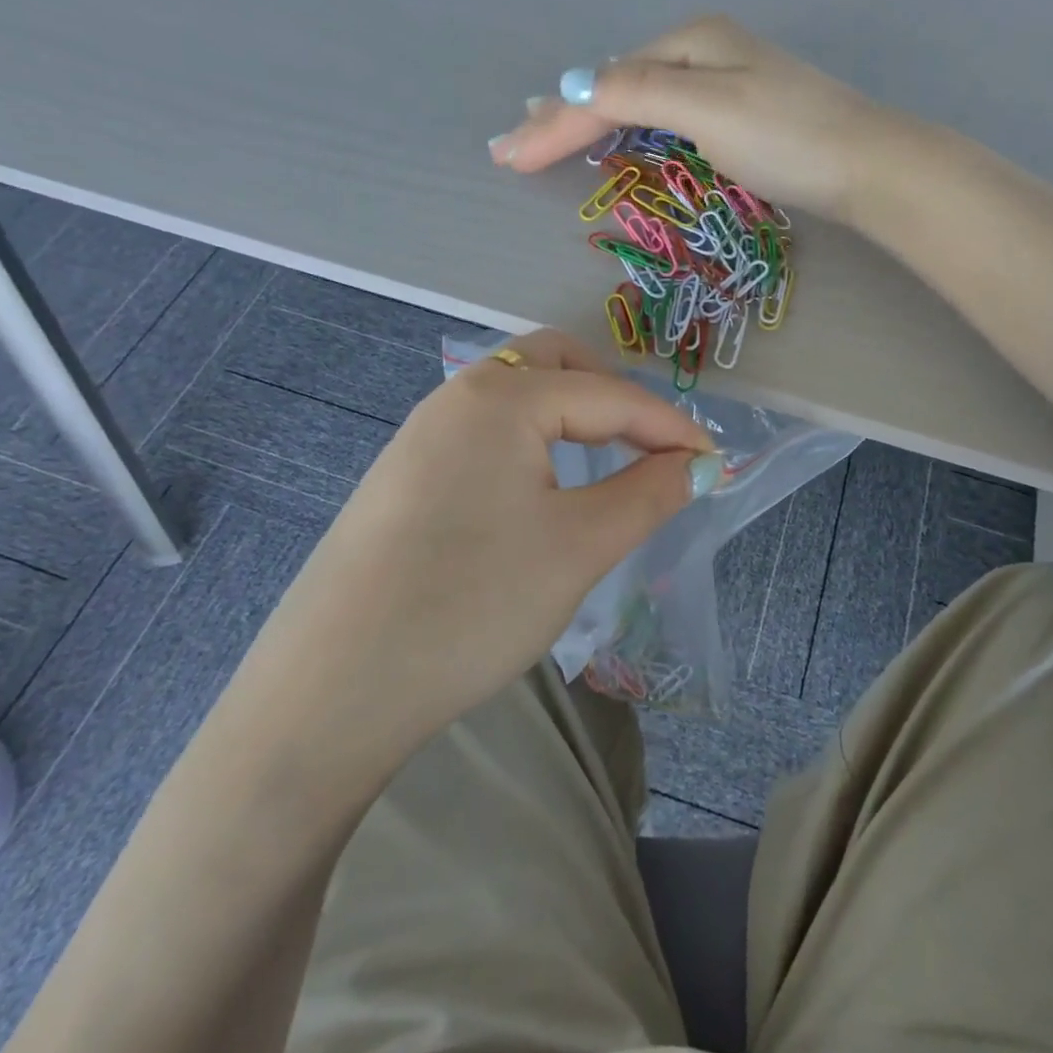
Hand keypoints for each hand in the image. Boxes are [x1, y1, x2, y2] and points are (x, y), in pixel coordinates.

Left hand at [269, 330, 719, 750]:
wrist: (336, 687)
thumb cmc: (474, 603)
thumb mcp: (581, 546)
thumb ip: (650, 492)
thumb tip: (698, 465)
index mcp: (501, 396)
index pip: (609, 394)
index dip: (671, 427)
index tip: (716, 462)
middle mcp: (457, 395)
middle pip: (556, 364)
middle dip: (615, 395)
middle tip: (653, 445)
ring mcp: (422, 433)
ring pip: (517, 396)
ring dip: (572, 415)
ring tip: (608, 461)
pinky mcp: (404, 474)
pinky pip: (486, 432)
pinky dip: (532, 441)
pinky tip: (542, 488)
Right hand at [487, 15, 937, 225]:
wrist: (868, 165)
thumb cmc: (788, 138)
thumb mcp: (707, 110)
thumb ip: (638, 95)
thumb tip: (572, 89)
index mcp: (690, 42)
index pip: (604, 86)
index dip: (553, 123)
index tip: (506, 159)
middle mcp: (702, 50)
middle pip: (614, 83)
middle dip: (560, 114)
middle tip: (510, 143)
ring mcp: (724, 80)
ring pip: (637, 96)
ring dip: (587, 115)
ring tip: (545, 129)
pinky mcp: (740, 113)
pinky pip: (663, 112)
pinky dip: (626, 123)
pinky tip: (616, 126)